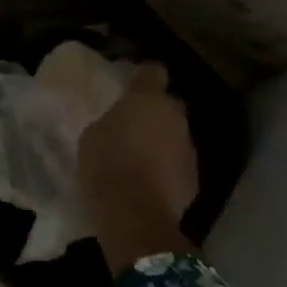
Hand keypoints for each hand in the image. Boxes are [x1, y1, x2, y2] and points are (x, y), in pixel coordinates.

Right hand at [78, 64, 198, 274]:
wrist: (135, 214)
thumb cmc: (107, 165)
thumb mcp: (92, 136)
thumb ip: (110, 123)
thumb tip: (118, 126)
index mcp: (147, 99)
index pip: (153, 71)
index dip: (144, 76)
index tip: (133, 84)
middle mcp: (174, 116)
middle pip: (168, 105)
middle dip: (156, 113)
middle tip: (134, 127)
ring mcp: (188, 147)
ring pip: (176, 136)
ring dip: (163, 143)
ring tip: (141, 160)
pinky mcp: (194, 178)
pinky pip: (179, 165)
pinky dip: (168, 170)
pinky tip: (151, 184)